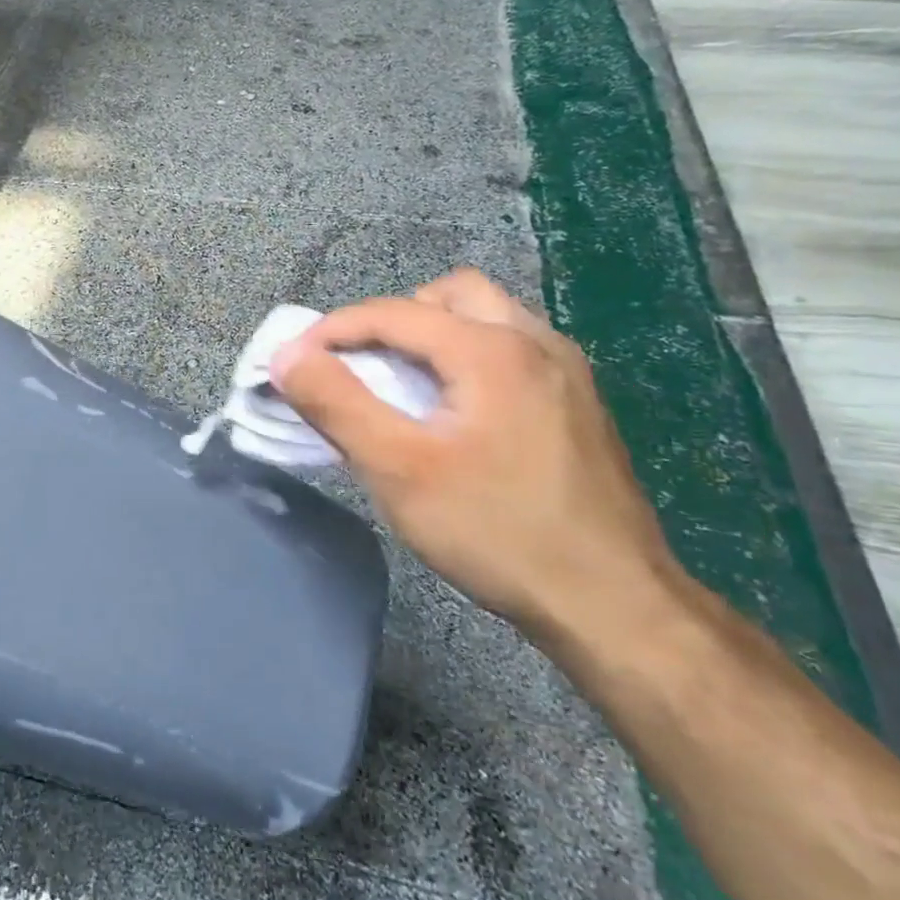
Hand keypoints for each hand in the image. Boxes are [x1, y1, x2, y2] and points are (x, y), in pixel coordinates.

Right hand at [270, 270, 682, 637]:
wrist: (612, 604)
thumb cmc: (495, 530)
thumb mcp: (398, 469)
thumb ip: (336, 403)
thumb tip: (286, 355)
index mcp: (490, 349)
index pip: (392, 312)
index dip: (332, 330)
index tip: (292, 362)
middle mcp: (534, 342)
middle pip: (449, 296)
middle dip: (393, 319)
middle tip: (362, 365)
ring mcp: (566, 372)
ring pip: (487, 317)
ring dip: (435, 335)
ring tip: (406, 385)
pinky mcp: (578, 404)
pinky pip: (511, 349)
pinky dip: (469, 357)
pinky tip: (457, 411)